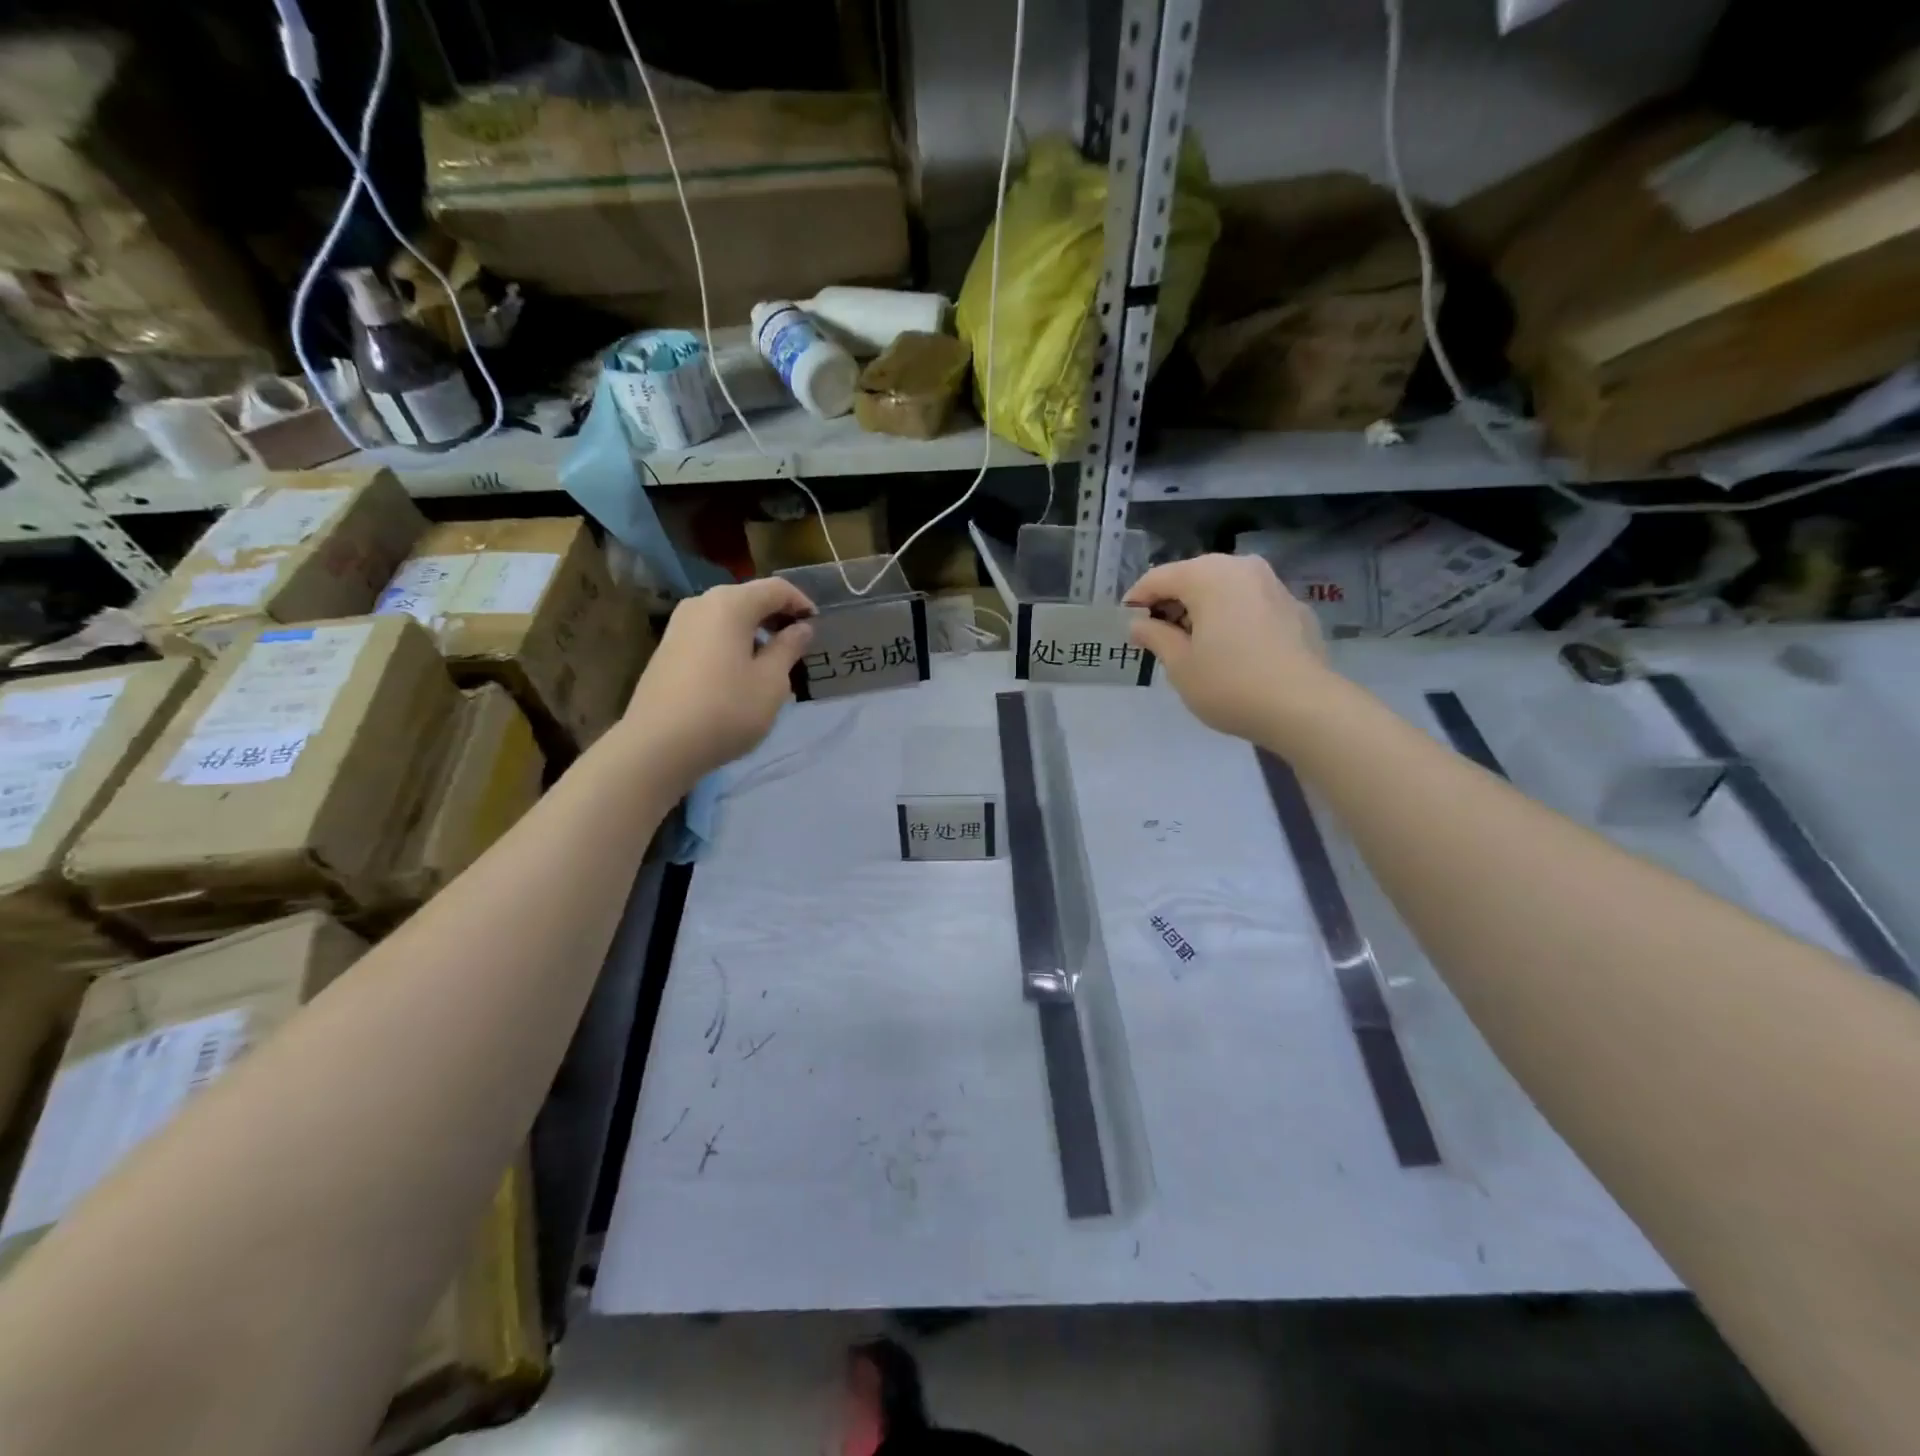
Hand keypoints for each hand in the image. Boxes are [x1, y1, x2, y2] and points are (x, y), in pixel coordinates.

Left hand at [621, 577, 815, 780]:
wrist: (657, 745)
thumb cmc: (726, 709)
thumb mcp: (771, 682)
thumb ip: (789, 648)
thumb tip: (801, 628)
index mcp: (730, 604)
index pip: (776, 588)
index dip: (801, 603)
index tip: (818, 627)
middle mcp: (701, 604)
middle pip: (749, 599)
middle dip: (777, 617)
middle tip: (799, 645)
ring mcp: (679, 626)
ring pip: (728, 618)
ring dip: (754, 632)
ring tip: (773, 662)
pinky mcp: (667, 649)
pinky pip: (710, 635)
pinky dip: (733, 643)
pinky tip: (741, 674)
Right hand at [1126, 554, 1330, 744]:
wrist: (1304, 707)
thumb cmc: (1229, 684)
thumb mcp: (1179, 665)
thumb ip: (1155, 636)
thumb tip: (1139, 624)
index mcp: (1208, 575)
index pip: (1159, 578)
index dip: (1137, 601)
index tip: (1126, 625)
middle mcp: (1242, 568)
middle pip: (1193, 577)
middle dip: (1171, 604)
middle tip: (1157, 637)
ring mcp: (1273, 585)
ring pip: (1224, 589)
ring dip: (1202, 610)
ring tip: (1192, 645)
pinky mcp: (1294, 609)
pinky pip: (1249, 605)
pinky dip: (1231, 619)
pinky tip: (1230, 651)